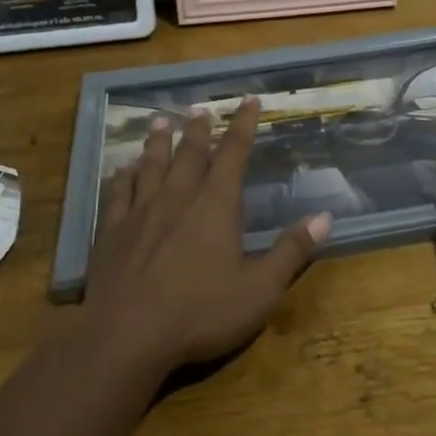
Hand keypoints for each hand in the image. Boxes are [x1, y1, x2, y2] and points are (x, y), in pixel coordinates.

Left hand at [83, 98, 329, 370]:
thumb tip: (324, 217)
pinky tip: (123, 168)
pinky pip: (119, 192)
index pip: (233, 154)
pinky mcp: (111, 232)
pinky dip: (123, 176)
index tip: (248, 100)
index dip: (242, 125)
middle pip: (190, 153)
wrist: (126, 336)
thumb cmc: (200, 313)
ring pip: (151, 165)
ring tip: (161, 121)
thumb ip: (291, 252)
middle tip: (201, 109)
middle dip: (199, 129)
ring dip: (158, 142)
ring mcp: (140, 212)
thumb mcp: (259, 289)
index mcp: (215, 205)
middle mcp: (177, 197)